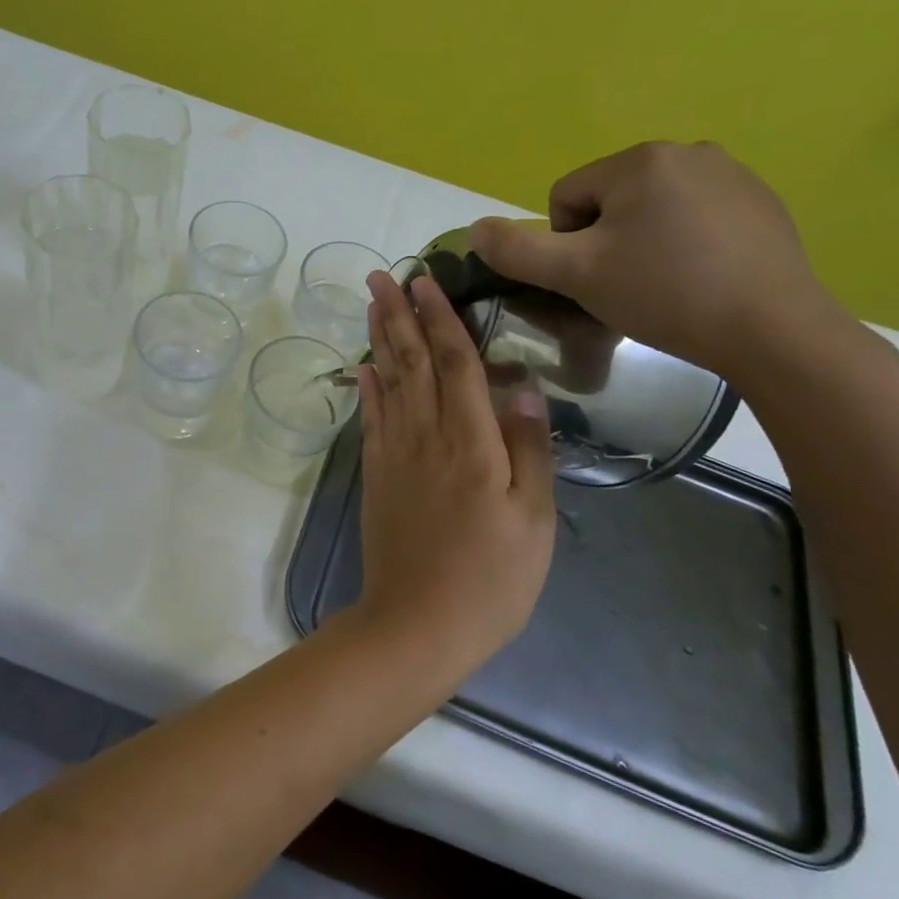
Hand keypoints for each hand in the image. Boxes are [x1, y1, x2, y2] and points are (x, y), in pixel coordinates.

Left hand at [355, 271, 556, 670]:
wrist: (417, 623)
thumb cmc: (491, 579)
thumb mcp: (534, 519)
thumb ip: (530, 448)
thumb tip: (524, 386)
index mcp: (471, 442)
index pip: (455, 362)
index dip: (441, 317)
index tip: (425, 280)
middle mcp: (425, 435)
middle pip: (411, 361)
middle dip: (397, 314)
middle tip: (381, 275)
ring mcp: (395, 454)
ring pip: (387, 382)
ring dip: (378, 339)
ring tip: (370, 304)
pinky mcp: (376, 475)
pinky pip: (371, 418)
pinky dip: (367, 387)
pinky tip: (364, 367)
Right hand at [468, 140, 850, 380]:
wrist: (773, 329)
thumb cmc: (664, 294)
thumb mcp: (575, 275)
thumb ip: (516, 250)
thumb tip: (476, 228)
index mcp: (639, 161)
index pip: (566, 197)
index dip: (567, 244)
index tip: (596, 278)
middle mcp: (687, 151)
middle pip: (609, 200)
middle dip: (606, 241)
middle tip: (627, 285)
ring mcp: (732, 173)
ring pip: (651, 209)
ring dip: (643, 242)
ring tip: (665, 284)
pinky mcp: (763, 201)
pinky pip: (695, 215)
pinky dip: (685, 243)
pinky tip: (702, 277)